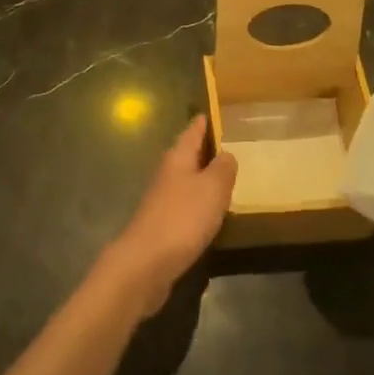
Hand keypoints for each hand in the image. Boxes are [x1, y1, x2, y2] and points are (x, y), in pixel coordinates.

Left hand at [100, 116, 236, 316]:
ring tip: (223, 178)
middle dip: (204, 149)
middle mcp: (167, 173)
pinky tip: (210, 212)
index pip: (192, 132)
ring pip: (186, 180)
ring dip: (202, 177)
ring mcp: (162, 199)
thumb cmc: (183, 217)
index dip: (203, 123)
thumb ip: (223, 168)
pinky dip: (198, 202)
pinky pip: (185, 204)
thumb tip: (226, 154)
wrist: (147, 262)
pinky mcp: (162, 224)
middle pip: (187, 155)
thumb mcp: (212, 188)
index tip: (211, 112)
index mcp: (178, 158)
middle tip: (227, 145)